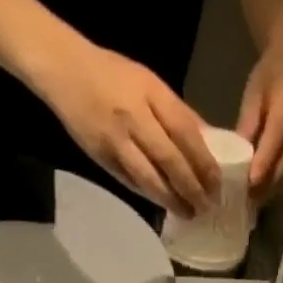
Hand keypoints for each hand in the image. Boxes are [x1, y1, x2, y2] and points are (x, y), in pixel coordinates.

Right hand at [37, 41, 219, 215]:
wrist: (64, 70)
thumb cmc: (113, 73)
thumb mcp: (151, 83)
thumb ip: (179, 112)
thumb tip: (209, 140)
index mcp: (152, 95)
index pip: (186, 134)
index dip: (204, 162)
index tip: (217, 183)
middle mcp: (135, 118)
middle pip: (170, 160)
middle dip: (191, 187)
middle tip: (207, 206)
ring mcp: (115, 139)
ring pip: (148, 176)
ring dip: (171, 199)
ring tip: (188, 213)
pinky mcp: (99, 155)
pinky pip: (128, 180)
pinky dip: (147, 194)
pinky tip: (162, 205)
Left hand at [236, 35, 282, 201]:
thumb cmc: (271, 73)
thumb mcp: (254, 94)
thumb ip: (248, 123)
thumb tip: (235, 156)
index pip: (278, 135)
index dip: (265, 160)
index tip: (250, 182)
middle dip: (270, 180)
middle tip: (249, 199)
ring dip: (277, 184)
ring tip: (256, 200)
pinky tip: (268, 189)